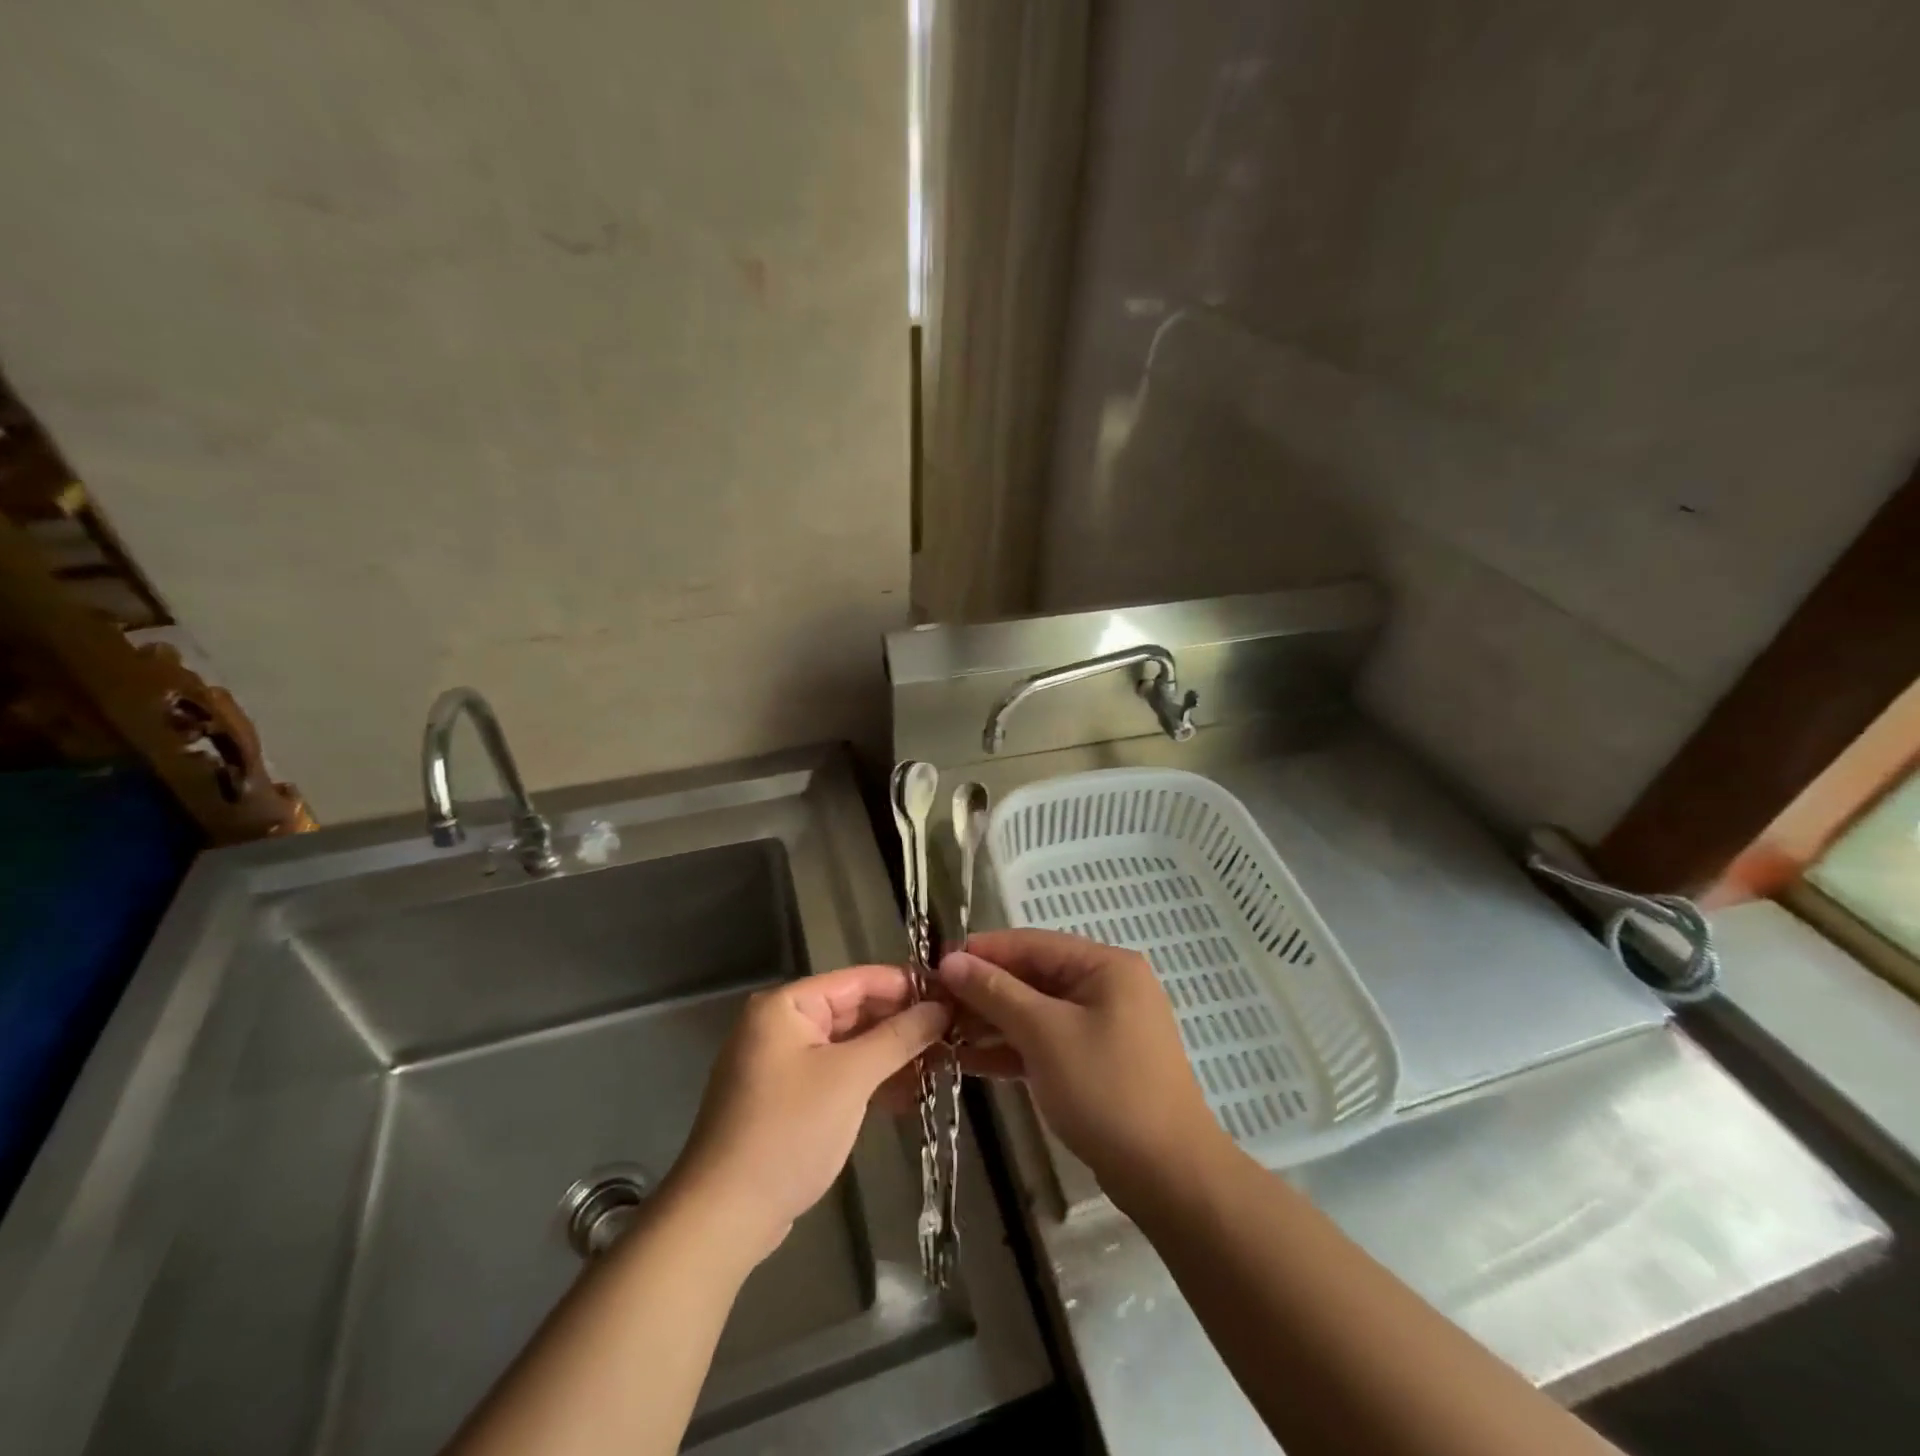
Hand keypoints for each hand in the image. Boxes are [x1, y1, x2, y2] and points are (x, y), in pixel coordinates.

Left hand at [667, 966, 947, 1263]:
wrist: (724, 1216)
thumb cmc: (788, 1132)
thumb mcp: (850, 1078)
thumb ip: (898, 1036)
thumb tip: (942, 1007)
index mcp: (787, 1005)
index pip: (858, 979)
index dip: (907, 986)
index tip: (953, 995)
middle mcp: (782, 1025)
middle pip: (855, 1011)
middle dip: (903, 1024)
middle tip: (954, 1034)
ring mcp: (784, 1064)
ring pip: (850, 1046)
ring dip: (892, 1055)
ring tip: (943, 1064)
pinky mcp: (789, 1099)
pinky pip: (839, 1074)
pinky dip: (871, 1081)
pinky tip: (910, 1095)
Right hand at [938, 929, 1225, 1206]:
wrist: (1168, 1176)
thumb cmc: (1106, 1089)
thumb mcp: (1044, 1034)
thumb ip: (995, 993)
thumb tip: (950, 960)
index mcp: (1104, 965)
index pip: (1031, 944)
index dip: (981, 951)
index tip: (934, 963)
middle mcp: (1105, 986)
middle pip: (1032, 977)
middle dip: (983, 990)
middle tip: (932, 1003)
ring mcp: (1102, 1026)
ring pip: (1036, 1012)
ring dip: (992, 1021)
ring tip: (941, 1032)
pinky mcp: (1095, 1062)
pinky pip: (1045, 1042)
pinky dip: (1012, 1049)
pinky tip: (968, 1060)